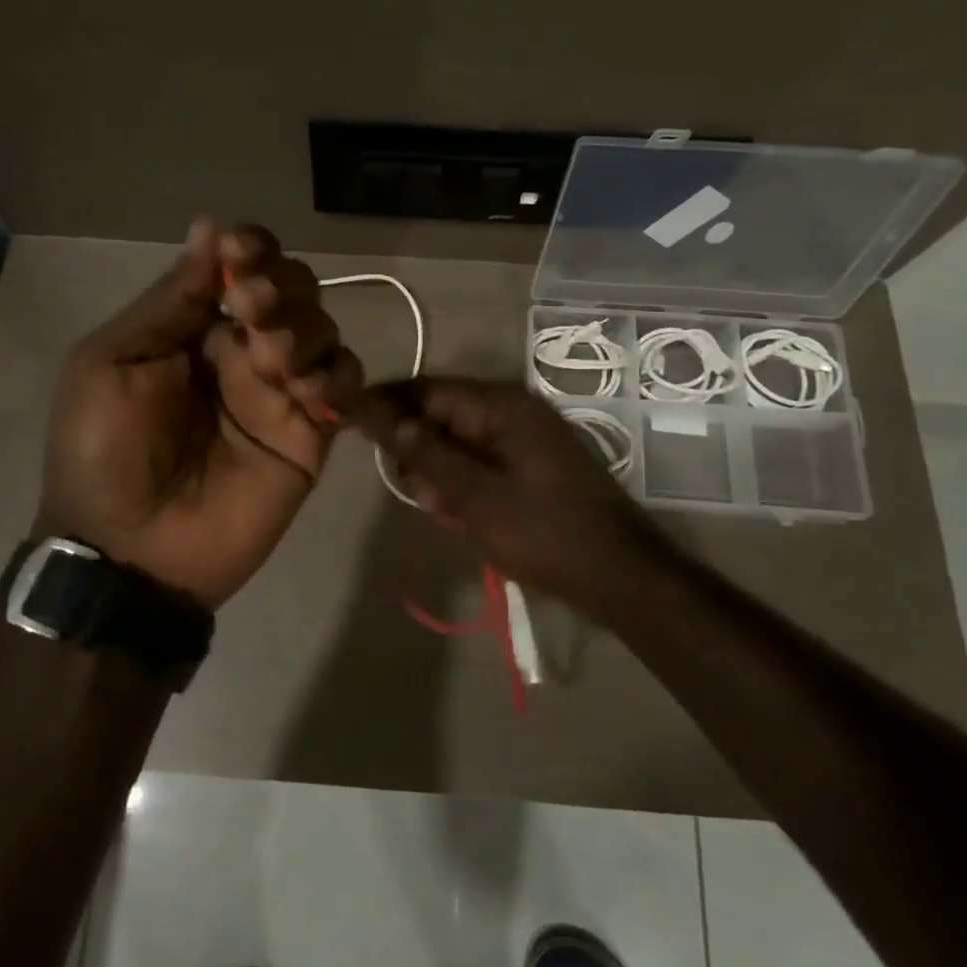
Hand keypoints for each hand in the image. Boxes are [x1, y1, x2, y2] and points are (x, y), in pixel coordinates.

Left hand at [36, 218, 362, 608]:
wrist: (129, 551)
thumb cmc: (104, 452)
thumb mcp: (113, 363)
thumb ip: (169, 301)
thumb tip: (209, 228)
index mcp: (192, 328)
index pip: (240, 268)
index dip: (251, 249)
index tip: (243, 251)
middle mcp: (243, 351)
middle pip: (292, 292)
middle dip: (280, 287)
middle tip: (252, 311)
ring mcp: (280, 394)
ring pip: (324, 331)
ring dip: (305, 330)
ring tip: (271, 360)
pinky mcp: (310, 437)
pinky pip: (346, 388)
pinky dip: (338, 378)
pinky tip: (308, 391)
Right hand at [354, 377, 656, 601]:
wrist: (619, 576)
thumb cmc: (543, 533)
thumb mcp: (475, 496)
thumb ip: (426, 454)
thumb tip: (383, 417)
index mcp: (501, 405)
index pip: (427, 390)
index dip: (385, 404)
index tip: (347, 418)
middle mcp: (513, 410)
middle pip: (441, 415)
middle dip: (418, 451)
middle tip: (414, 492)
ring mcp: (525, 437)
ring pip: (458, 443)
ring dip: (441, 475)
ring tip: (446, 513)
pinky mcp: (531, 463)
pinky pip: (481, 463)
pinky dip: (465, 485)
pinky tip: (464, 517)